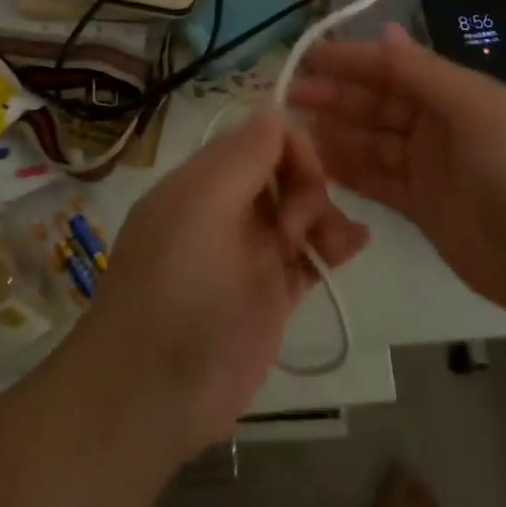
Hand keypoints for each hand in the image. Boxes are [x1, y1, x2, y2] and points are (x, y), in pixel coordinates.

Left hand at [78, 108, 368, 457]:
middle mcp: (228, 208)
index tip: (305, 176)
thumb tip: (274, 109)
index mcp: (204, 181)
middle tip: (301, 226)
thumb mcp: (202, 210)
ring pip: (302, 210)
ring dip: (327, 214)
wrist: (152, 397)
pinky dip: (334, 244)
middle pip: (285, 171)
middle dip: (309, 185)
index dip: (290, 147)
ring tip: (336, 245)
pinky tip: (353, 246)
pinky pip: (311, 254)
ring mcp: (251, 252)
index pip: (259, 137)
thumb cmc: (176, 291)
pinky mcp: (271, 292)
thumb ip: (241, 157)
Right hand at [289, 23, 505, 330]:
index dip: (353, 61)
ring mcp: (431, 167)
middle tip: (288, 96)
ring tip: (294, 129)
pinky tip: (319, 163)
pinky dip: (351, 170)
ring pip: (373, 141)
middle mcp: (441, 124)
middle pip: (379, 103)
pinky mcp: (423, 207)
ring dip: (337, 132)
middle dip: (336, 96)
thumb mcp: (479, 111)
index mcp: (459, 93)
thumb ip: (426, 74)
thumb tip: (385, 30)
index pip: (396, 68)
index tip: (309, 58)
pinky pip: (378, 180)